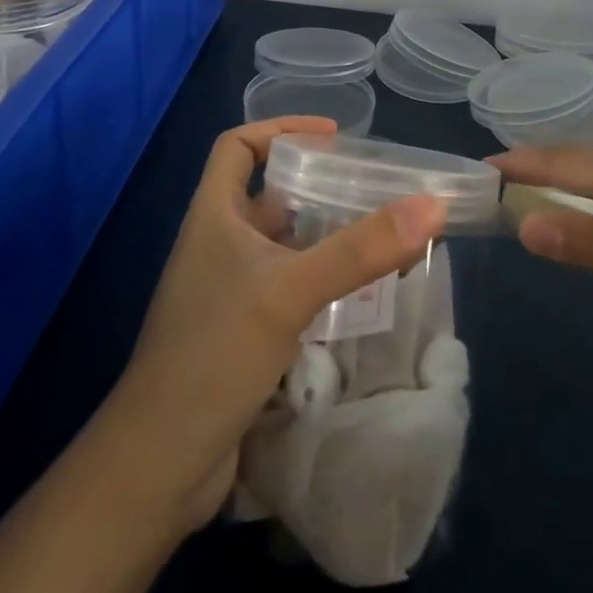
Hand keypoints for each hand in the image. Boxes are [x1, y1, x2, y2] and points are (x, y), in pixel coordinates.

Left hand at [109, 118, 446, 530]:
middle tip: (371, 186)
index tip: (332, 136)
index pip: (237, 146)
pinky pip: (286, 287)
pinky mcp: (241, 333)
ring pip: (281, 244)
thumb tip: (432, 204)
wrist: (160, 464)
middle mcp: (217, 245)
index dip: (280, 129)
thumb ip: (361, 249)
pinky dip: (319, 280)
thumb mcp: (291, 290)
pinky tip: (356, 292)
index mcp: (213, 216)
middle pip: (266, 194)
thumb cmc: (215, 353)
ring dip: (323, 235)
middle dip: (316, 185)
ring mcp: (227, 292)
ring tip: (377, 232)